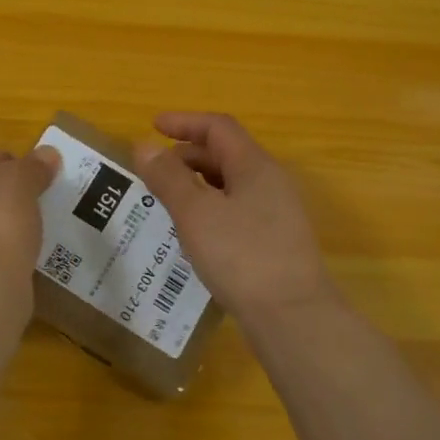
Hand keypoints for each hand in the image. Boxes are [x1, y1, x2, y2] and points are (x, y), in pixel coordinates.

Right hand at [135, 112, 331, 321]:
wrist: (294, 318)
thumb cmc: (242, 256)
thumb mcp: (196, 214)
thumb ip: (168, 178)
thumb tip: (145, 146)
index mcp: (254, 166)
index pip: (218, 128)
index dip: (185, 122)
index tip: (153, 126)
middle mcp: (271, 182)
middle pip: (226, 153)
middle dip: (188, 154)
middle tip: (154, 170)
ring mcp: (277, 213)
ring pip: (232, 183)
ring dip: (198, 183)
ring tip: (168, 199)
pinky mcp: (276, 241)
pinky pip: (238, 209)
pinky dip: (211, 207)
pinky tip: (195, 232)